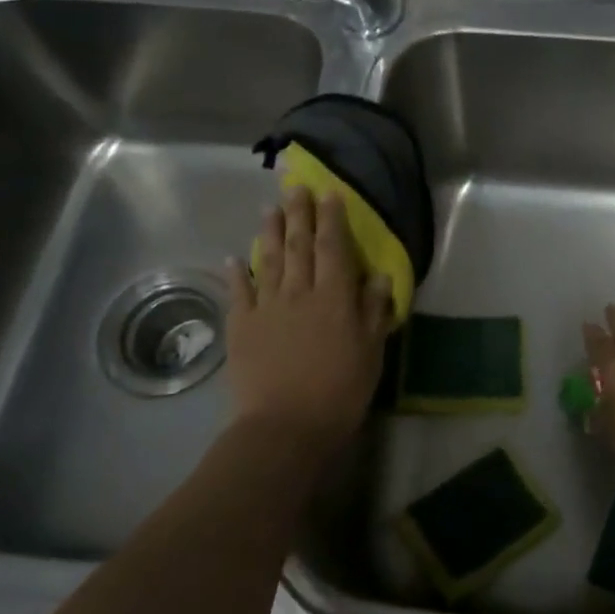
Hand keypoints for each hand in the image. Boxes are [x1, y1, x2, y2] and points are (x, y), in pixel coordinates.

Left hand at [226, 186, 392, 448]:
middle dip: (299, 213)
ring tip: (269, 208)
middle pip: (298, 245)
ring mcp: (266, 307)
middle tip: (296, 187)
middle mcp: (299, 293)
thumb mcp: (371, 353)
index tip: (330, 193)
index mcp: (334, 298)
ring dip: (269, 232)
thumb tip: (379, 277)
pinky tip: (235, 258)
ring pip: (268, 260)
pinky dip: (238, 272)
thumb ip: (373, 312)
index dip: (332, 219)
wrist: (285, 426)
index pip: (333, 248)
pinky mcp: (241, 326)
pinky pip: (239, 292)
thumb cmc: (340, 392)